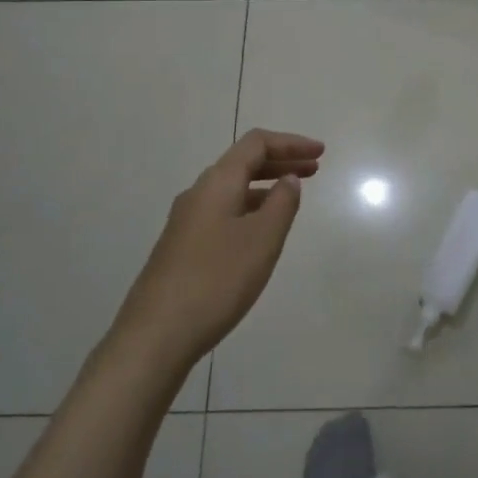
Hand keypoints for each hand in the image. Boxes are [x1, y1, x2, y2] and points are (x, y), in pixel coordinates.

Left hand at [114, 130, 323, 371]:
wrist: (156, 334)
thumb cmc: (217, 280)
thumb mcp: (262, 240)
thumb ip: (282, 204)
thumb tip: (288, 179)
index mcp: (217, 183)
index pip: (256, 144)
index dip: (291, 143)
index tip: (321, 152)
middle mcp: (198, 194)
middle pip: (243, 163)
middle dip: (281, 161)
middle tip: (315, 168)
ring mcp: (186, 221)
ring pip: (232, 189)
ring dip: (265, 185)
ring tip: (293, 197)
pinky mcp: (182, 247)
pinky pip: (223, 211)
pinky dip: (250, 207)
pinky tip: (261, 230)